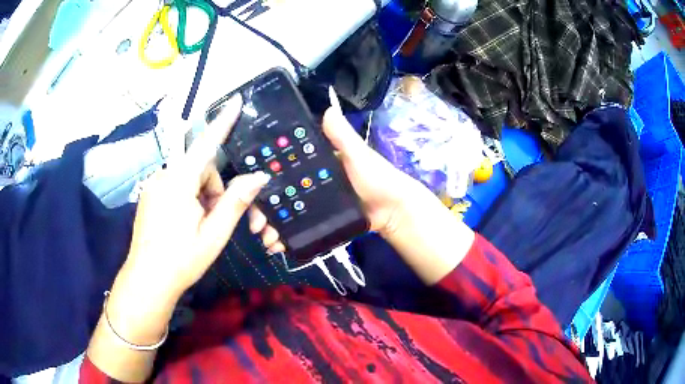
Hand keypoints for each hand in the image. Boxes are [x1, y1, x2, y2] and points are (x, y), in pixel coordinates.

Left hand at [109, 94, 269, 321]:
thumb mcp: (214, 235)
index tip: (237, 100)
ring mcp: (154, 186)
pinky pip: (175, 185)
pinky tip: (184, 222)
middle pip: (199, 167)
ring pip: (188, 178)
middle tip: (214, 219)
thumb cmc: (181, 260)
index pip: (207, 145)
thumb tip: (259, 176)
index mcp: (179, 183)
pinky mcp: (149, 195)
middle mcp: (164, 177)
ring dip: (201, 195)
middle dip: (213, 187)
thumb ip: (236, 202)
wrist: (147, 280)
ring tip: (199, 225)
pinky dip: (187, 198)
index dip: (223, 121)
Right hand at [250, 92, 428, 253]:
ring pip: (285, 214)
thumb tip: (327, 108)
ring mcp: (312, 204)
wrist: (393, 210)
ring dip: (272, 227)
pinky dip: (286, 237)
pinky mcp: (319, 221)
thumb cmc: (377, 177)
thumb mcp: (358, 154)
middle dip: (263, 210)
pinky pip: (298, 228)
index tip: (251, 192)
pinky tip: (277, 247)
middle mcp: (308, 182)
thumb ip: (342, 136)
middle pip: (278, 194)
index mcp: (313, 163)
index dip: (264, 180)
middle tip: (256, 226)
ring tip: (267, 241)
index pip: (281, 169)